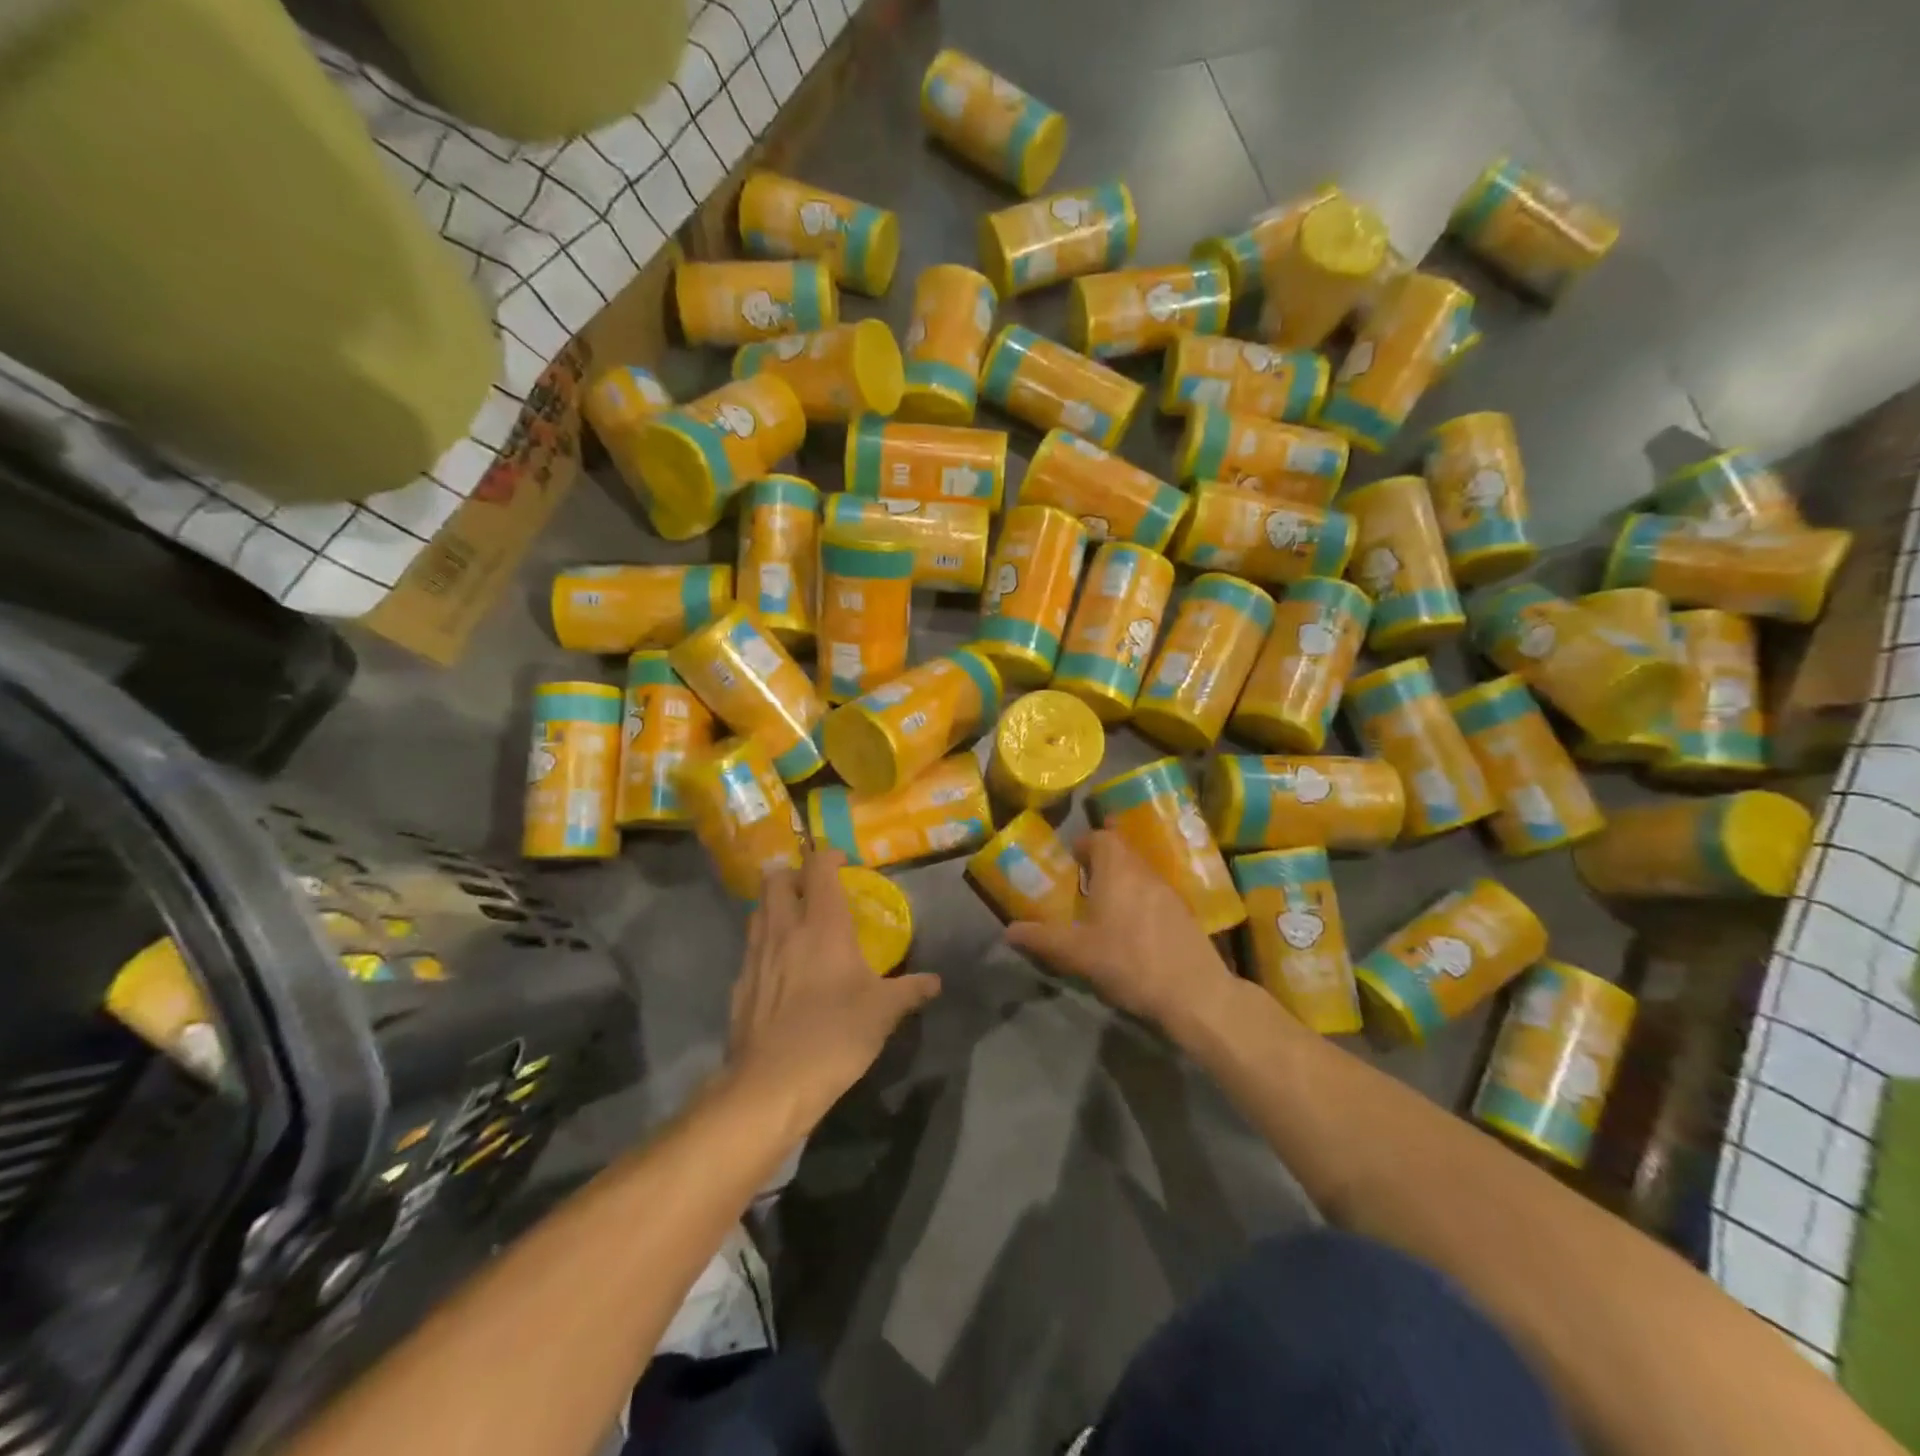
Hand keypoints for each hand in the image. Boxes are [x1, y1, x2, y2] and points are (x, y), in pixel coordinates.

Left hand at [726, 850, 940, 1126]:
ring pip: (758, 909)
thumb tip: (935, 982)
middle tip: (817, 892)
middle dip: (795, 875)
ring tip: (798, 925)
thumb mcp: (883, 1013)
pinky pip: (751, 947)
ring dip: (777, 906)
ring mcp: (756, 955)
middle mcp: (784, 929)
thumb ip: (910, 990)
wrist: (771, 1085)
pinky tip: (781, 969)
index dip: (830, 856)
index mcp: (822, 925)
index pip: (818, 867)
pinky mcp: (739, 983)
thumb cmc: (834, 1036)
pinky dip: (765, 943)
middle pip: (777, 878)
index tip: (846, 865)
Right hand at [1005, 830, 1236, 1033]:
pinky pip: (1155, 895)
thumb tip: (1008, 931)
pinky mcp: (1186, 915)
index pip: (1100, 837)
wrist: (1195, 994)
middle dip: (1100, 865)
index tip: (1069, 864)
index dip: (1083, 845)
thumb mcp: (1076, 953)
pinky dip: (1140, 903)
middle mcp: (1145, 871)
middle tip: (1081, 888)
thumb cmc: (1129, 962)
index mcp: (1117, 869)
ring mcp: (1170, 892)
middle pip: (1121, 853)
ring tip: (1103, 912)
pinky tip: (1132, 934)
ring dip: (1121, 884)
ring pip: (1140, 874)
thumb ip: (1040, 939)